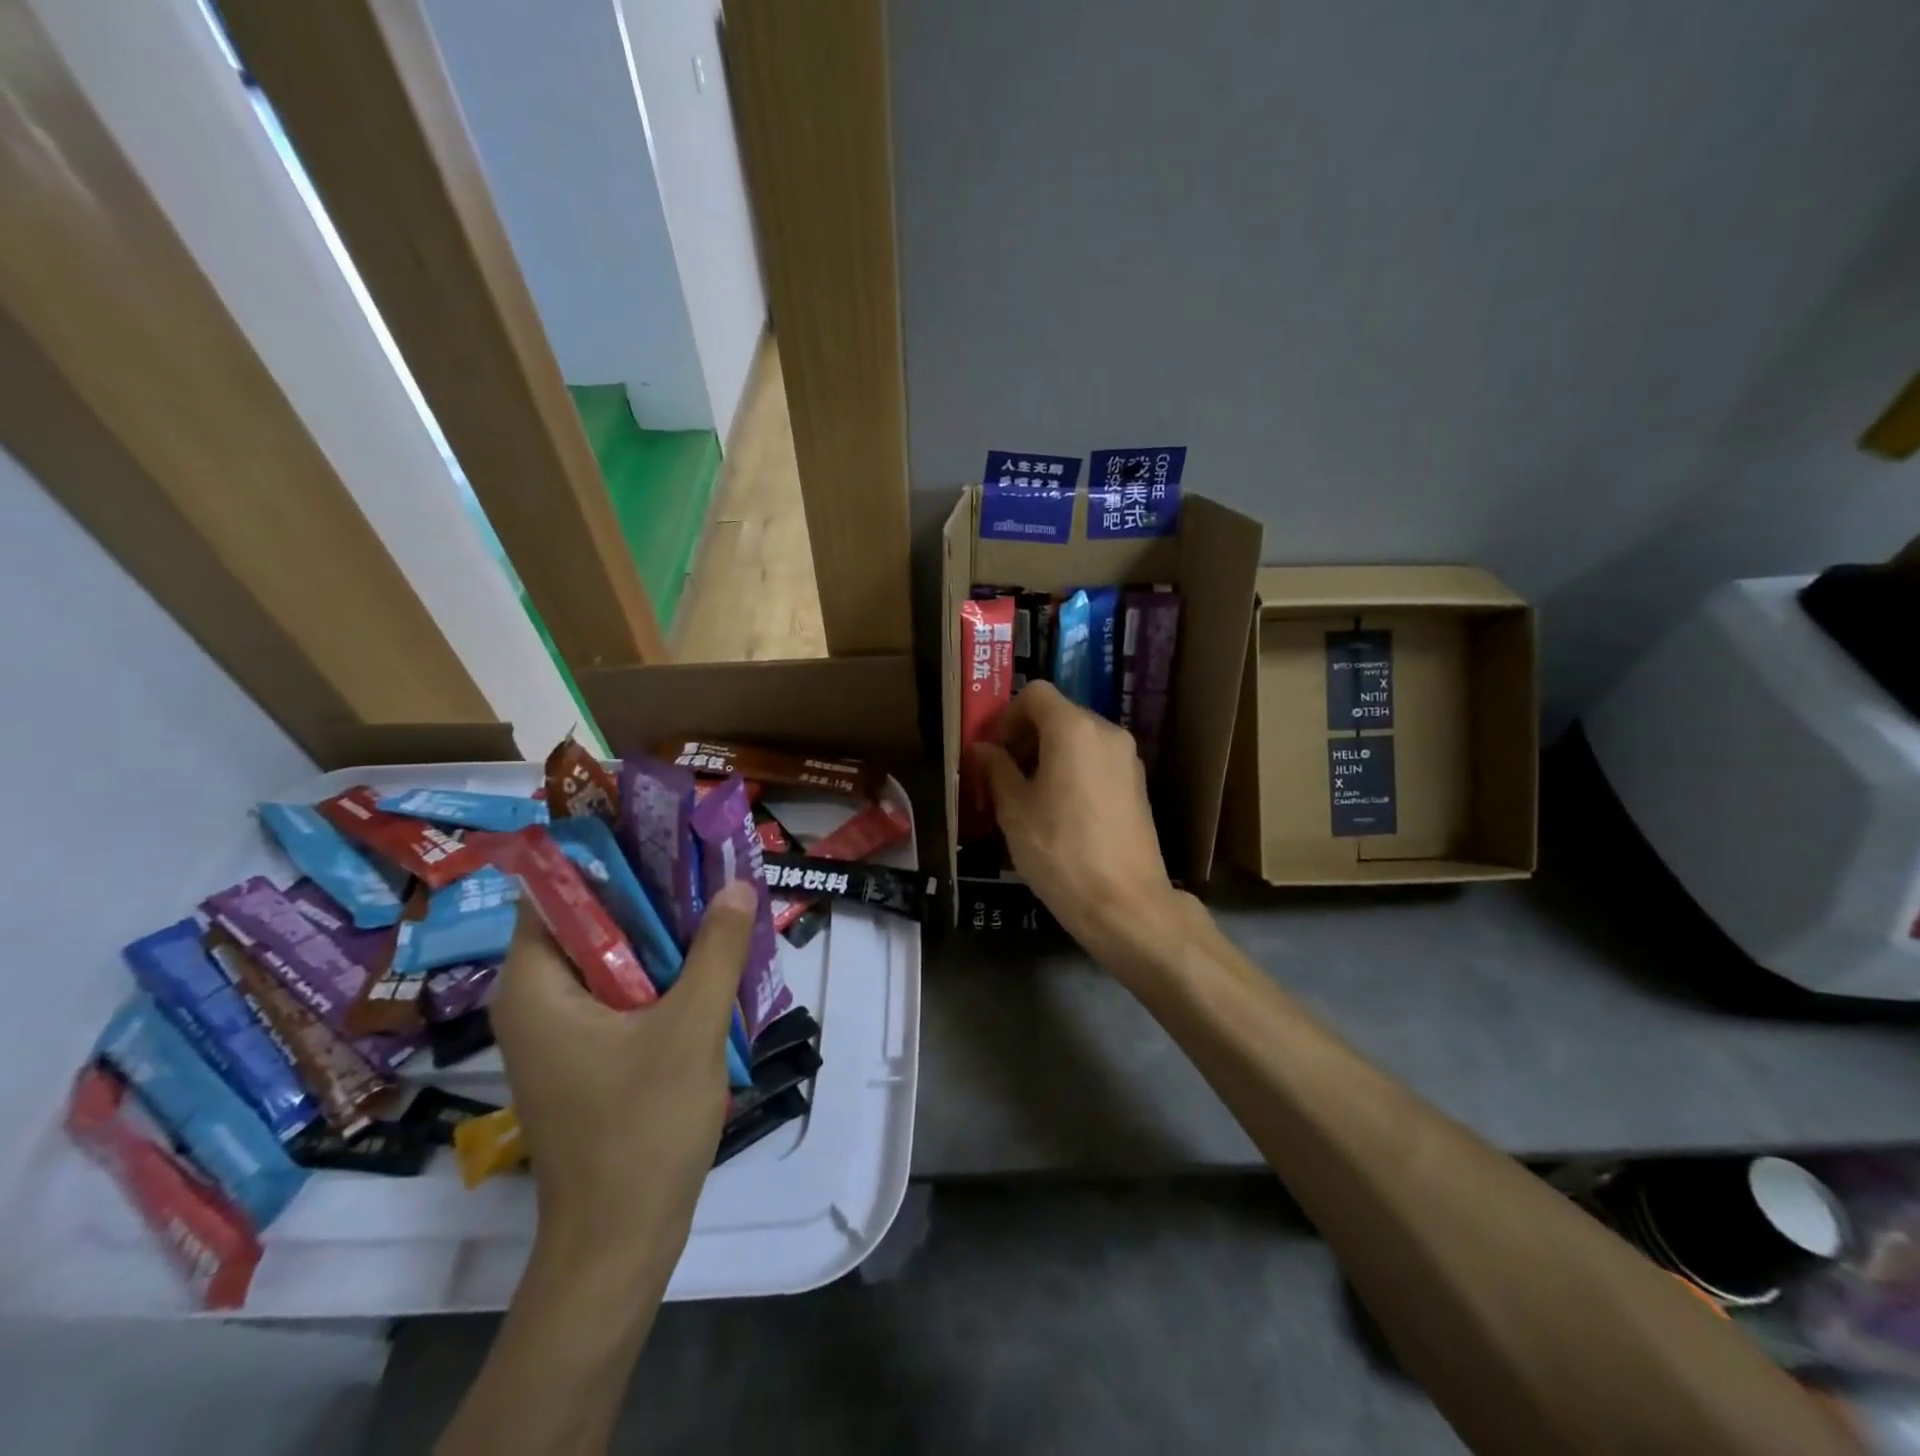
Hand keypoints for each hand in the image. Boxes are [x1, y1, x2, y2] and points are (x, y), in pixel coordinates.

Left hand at [490, 881, 756, 1270]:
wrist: (620, 1241)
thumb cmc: (643, 1128)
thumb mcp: (691, 1027)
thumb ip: (716, 950)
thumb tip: (737, 886)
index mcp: (536, 988)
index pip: (553, 893)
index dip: (603, 858)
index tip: (658, 833)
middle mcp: (535, 1003)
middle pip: (585, 923)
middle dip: (643, 893)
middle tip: (700, 864)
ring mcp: (559, 1035)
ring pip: (607, 959)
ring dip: (656, 935)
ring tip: (711, 903)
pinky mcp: (584, 1058)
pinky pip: (617, 993)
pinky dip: (655, 972)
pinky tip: (704, 965)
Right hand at [972, 681, 1185, 965]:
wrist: (1125, 904)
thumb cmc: (1060, 852)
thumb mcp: (1015, 811)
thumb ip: (996, 770)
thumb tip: (983, 749)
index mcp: (1074, 729)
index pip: (1035, 694)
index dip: (1005, 716)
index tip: (989, 750)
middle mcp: (1107, 732)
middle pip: (1058, 714)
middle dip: (1025, 737)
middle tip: (1000, 774)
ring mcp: (1128, 759)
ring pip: (1078, 739)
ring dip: (1047, 755)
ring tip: (1025, 796)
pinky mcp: (1138, 785)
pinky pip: (1096, 761)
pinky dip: (1072, 770)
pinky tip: (1057, 811)